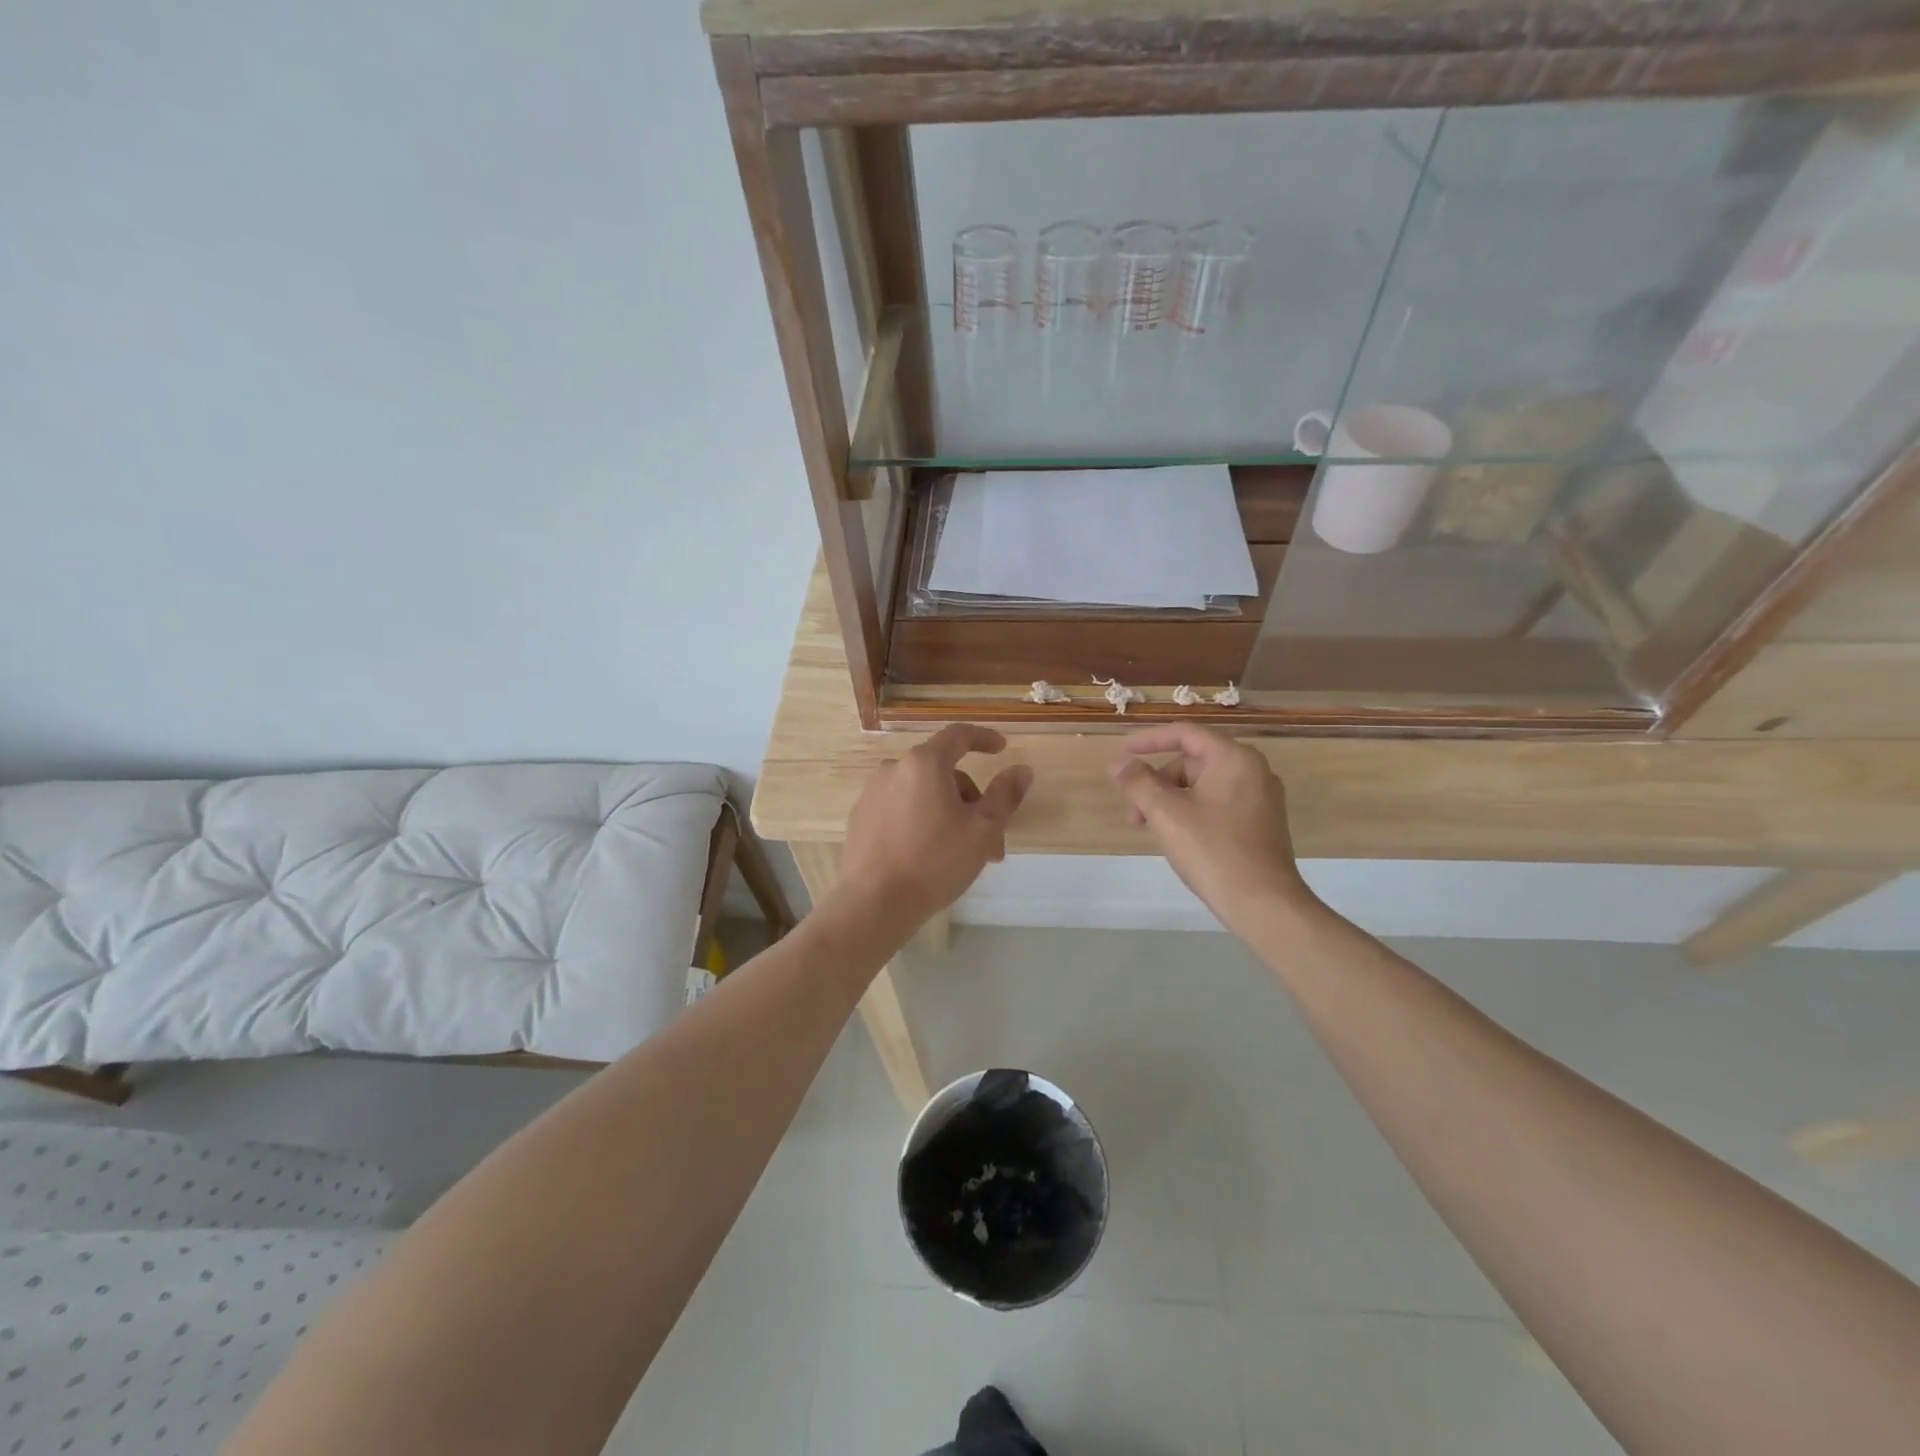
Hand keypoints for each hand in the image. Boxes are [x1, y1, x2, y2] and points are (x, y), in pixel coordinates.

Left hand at [837, 724, 1032, 936]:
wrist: (875, 902)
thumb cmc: (935, 861)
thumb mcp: (983, 829)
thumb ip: (1005, 795)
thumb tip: (1021, 770)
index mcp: (925, 763)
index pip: (959, 735)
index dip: (984, 738)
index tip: (1001, 748)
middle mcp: (894, 769)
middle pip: (943, 772)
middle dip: (971, 800)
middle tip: (992, 840)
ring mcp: (872, 793)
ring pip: (923, 794)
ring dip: (948, 814)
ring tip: (963, 854)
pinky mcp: (861, 818)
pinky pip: (900, 809)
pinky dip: (921, 821)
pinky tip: (929, 855)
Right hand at [1111, 725, 1317, 934]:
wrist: (1263, 903)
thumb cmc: (1212, 850)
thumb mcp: (1166, 813)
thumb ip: (1138, 782)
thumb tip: (1119, 763)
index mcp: (1234, 758)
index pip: (1185, 734)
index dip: (1149, 740)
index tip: (1122, 753)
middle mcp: (1252, 770)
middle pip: (1192, 762)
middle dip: (1157, 782)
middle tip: (1132, 811)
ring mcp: (1261, 798)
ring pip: (1203, 786)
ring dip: (1170, 801)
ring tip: (1149, 829)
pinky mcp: (1261, 823)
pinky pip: (1218, 804)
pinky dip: (1191, 812)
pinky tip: (1176, 838)